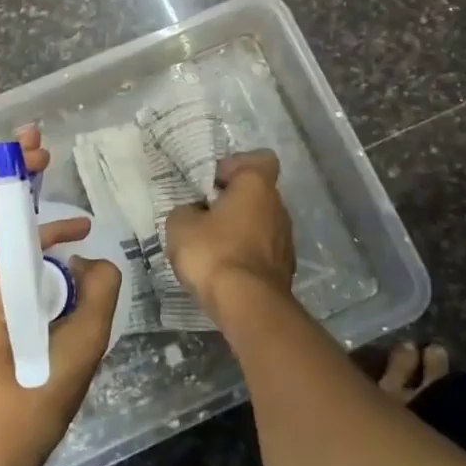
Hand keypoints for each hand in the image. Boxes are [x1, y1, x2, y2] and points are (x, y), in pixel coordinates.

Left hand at [0, 126, 121, 465]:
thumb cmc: (29, 406)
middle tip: (48, 160)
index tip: (37, 148)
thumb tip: (96, 261)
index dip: (8, 168)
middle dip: (15, 181)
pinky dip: (28, 253)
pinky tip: (67, 269)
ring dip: (29, 221)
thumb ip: (100, 293)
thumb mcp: (80, 349)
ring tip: (79, 225)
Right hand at [163, 150, 294, 319]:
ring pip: (260, 223)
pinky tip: (225, 270)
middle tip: (204, 216)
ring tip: (211, 247)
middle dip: (232, 201)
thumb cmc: (213, 253)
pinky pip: (262, 250)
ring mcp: (286, 239)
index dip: (235, 166)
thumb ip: (185, 211)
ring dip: (239, 230)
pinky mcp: (286, 269)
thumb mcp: (180, 225)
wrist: (248, 306)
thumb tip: (193, 213)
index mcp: (257, 186)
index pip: (259, 159)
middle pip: (256, 193)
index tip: (212, 184)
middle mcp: (279, 206)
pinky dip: (246, 255)